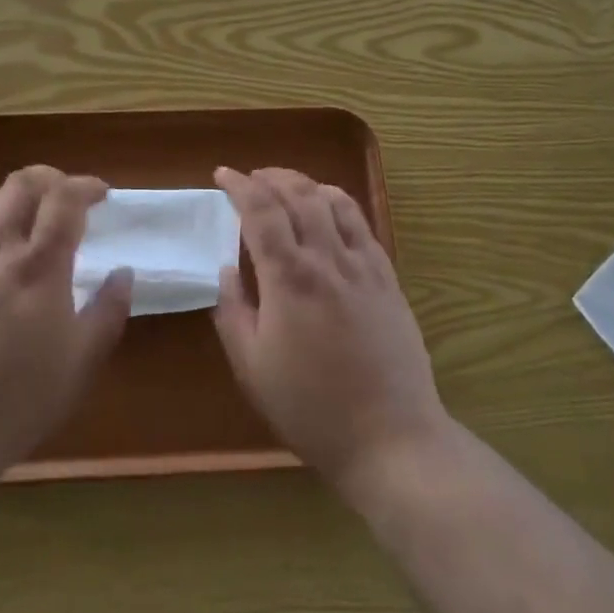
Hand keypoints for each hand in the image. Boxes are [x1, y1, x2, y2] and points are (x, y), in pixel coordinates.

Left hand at [0, 166, 131, 488]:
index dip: (86, 186)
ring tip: (29, 216)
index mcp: (40, 266)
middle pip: (23, 183)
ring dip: (16, 195)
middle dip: (51, 178)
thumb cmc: (16, 401)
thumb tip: (124, 273)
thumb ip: (108, 312)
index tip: (101, 194)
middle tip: (66, 197)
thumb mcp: (80, 364)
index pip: (64, 199)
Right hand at [213, 167, 446, 492]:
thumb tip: (226, 269)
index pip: (260, 211)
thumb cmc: (311, 408)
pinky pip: (362, 222)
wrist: (390, 438)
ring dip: (304, 183)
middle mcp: (327, 259)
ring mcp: (362, 265)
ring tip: (286, 186)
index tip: (223, 174)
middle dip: (270, 177)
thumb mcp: (252, 368)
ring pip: (333, 201)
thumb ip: (232, 311)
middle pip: (298, 194)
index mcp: (289, 278)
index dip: (239, 185)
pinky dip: (338, 202)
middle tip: (251, 178)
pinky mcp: (387, 277)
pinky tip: (328, 208)